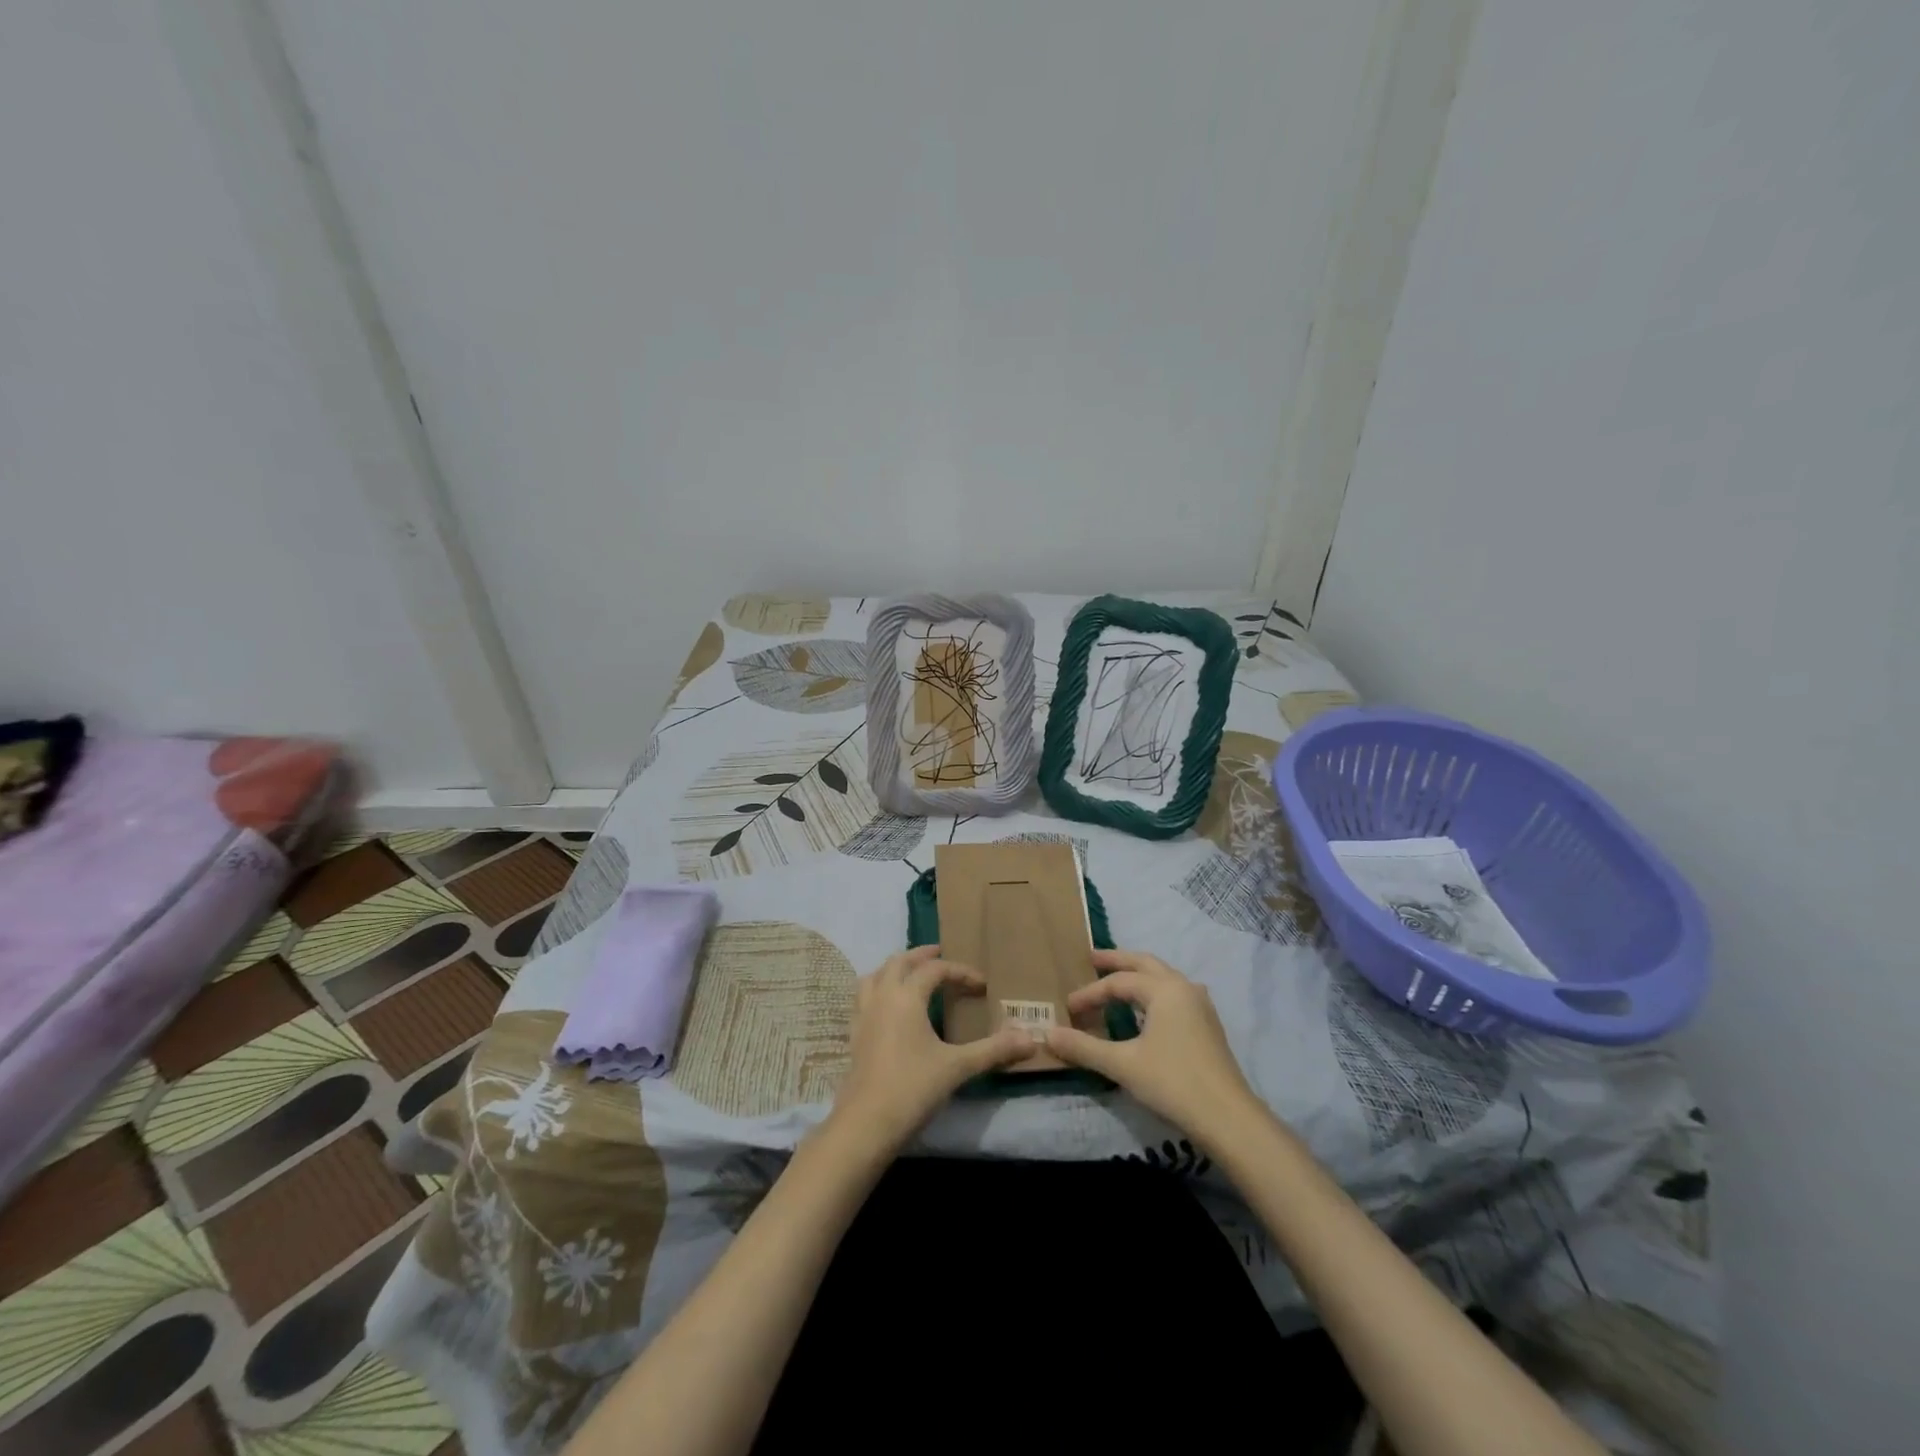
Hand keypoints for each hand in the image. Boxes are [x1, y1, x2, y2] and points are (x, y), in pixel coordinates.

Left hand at [827, 945, 1035, 1155]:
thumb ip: (993, 1050)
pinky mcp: (853, 1034)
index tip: (981, 985)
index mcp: (906, 996)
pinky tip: (888, 1007)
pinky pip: (863, 997)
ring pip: (875, 975)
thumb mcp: (958, 1067)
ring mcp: (863, 1014)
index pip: (935, 969)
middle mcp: (881, 997)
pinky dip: (878, 989)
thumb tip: (1030, 1039)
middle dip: (922, 956)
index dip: (960, 972)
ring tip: (912, 975)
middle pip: (899, 962)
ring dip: (895, 969)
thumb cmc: (913, 1088)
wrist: (866, 1124)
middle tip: (942, 956)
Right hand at [1044, 949, 1261, 1144]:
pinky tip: (1148, 1009)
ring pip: (1163, 977)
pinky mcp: (1208, 1025)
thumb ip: (1084, 1047)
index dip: (1090, 993)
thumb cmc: (1173, 1083)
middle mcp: (1184, 987)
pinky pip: (1174, 994)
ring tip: (1117, 981)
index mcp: (1164, 989)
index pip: (1118, 982)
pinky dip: (1153, 992)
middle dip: (1117, 961)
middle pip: (1145, 963)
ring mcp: (1200, 1005)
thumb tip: (1048, 1034)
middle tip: (1091, 958)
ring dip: (1138, 975)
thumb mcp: (1122, 1064)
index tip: (1068, 1009)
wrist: (1228, 1118)